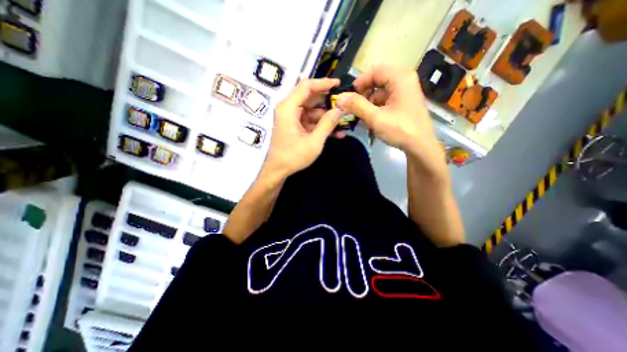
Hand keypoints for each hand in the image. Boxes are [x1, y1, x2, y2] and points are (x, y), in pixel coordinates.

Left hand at [264, 79, 341, 178]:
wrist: (278, 170)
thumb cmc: (293, 157)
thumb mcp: (314, 141)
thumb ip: (328, 124)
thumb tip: (340, 109)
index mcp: (288, 108)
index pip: (306, 86)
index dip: (324, 83)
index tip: (339, 84)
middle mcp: (288, 108)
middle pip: (310, 98)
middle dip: (328, 102)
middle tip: (345, 105)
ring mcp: (291, 117)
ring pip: (312, 110)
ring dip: (327, 117)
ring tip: (344, 122)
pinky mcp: (295, 126)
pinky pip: (310, 120)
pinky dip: (321, 125)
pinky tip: (336, 132)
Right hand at [338, 64, 444, 176]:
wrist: (421, 146)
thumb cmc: (400, 130)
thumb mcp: (376, 118)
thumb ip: (357, 106)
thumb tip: (340, 98)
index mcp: (400, 78)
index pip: (375, 71)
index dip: (360, 82)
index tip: (349, 96)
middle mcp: (405, 80)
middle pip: (378, 79)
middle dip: (364, 92)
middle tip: (354, 105)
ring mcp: (406, 91)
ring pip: (381, 90)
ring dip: (369, 100)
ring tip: (361, 114)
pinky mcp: (405, 102)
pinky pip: (386, 98)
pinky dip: (377, 106)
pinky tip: (371, 118)